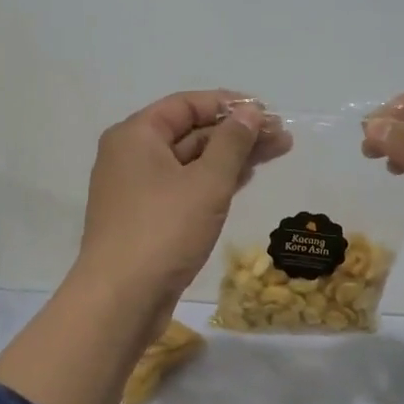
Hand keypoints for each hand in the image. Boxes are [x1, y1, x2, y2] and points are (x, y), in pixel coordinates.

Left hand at [73, 90, 285, 313]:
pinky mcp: (146, 218)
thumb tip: (250, 112)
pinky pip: (184, 186)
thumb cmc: (164, 230)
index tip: (266, 112)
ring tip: (275, 153)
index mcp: (136, 135)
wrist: (121, 299)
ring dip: (231, 156)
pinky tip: (244, 179)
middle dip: (237, 133)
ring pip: (190, 161)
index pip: (186, 104)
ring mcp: (136, 189)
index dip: (229, 104)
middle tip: (282, 137)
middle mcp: (131, 155)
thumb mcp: (207, 182)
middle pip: (190, 132)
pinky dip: (214, 181)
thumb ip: (232, 143)